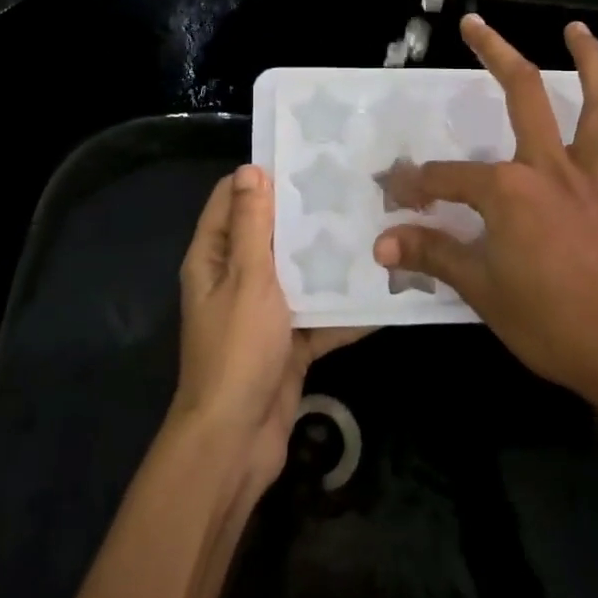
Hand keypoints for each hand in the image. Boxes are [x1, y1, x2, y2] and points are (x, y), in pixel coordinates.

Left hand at [174, 165, 365, 492]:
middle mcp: (235, 280)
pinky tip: (384, 290)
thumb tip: (251, 169)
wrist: (236, 439)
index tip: (304, 158)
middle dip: (306, 216)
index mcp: (214, 258)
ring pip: (299, 275)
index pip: (231, 201)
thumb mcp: (246, 278)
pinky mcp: (289, 342)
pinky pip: (319, 316)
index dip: (261, 177)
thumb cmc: (236, 349)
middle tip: (354, 189)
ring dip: (330, 261)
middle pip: (271, 235)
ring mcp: (263, 313)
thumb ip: (252, 226)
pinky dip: (344, 309)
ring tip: (376, 228)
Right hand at [374, 15, 597, 420]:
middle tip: (475, 24)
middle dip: (495, 55)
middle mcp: (553, 170)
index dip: (415, 185)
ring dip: (590, 63)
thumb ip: (433, 257)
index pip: (447, 179)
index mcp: (509, 192)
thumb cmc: (553, 325)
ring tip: (577, 30)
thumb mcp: (482, 292)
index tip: (394, 194)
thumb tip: (382, 244)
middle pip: (523, 96)